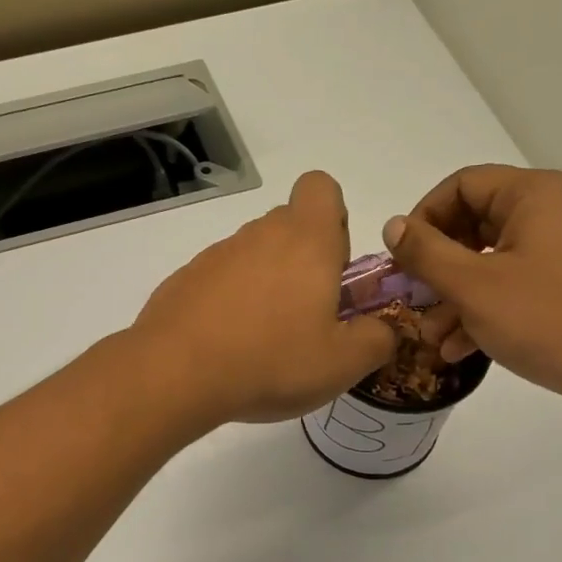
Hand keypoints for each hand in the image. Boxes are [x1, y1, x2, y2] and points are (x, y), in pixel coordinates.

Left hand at [132, 171, 396, 426]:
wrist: (176, 374)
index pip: (321, 187)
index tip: (334, 265)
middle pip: (289, 225)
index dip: (334, 218)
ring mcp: (216, 255)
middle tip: (308, 316)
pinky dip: (229, 303)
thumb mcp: (343, 362)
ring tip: (264, 342)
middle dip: (304, 260)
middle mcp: (259, 235)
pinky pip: (219, 280)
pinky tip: (227, 347)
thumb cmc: (272, 361)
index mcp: (306, 240)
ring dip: (266, 284)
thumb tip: (385, 329)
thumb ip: (378, 339)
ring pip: (253, 255)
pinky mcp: (184, 279)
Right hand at [384, 166, 561, 427]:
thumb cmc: (548, 320)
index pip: (461, 185)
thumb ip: (426, 253)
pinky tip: (459, 348)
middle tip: (412, 299)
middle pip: (475, 224)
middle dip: (437, 267)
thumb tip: (393, 226)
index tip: (401, 259)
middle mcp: (554, 212)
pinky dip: (485, 310)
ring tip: (431, 336)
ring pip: (492, 261)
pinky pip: (515, 286)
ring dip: (455, 296)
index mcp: (535, 195)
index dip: (423, 218)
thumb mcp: (474, 286)